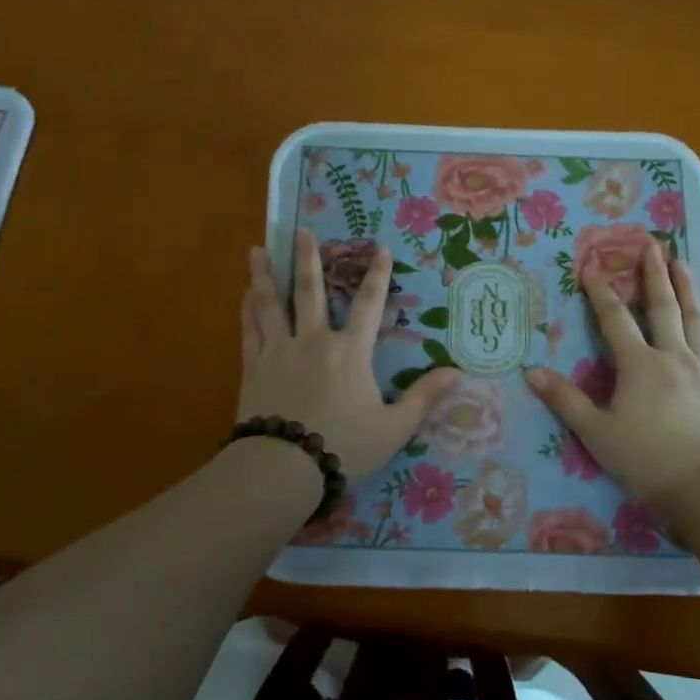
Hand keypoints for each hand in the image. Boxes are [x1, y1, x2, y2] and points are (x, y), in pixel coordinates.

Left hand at [239, 230, 461, 480]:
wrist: (283, 468)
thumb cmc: (344, 446)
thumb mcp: (394, 427)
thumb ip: (423, 397)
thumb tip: (456, 372)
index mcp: (350, 352)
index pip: (369, 305)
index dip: (376, 275)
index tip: (379, 247)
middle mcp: (313, 341)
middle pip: (310, 292)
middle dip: (308, 259)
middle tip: (302, 231)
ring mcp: (279, 352)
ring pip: (271, 305)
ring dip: (265, 275)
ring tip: (256, 250)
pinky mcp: (254, 369)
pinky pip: (250, 332)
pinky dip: (247, 312)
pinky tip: (243, 296)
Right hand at [526, 239, 699, 504]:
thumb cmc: (645, 460)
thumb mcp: (595, 432)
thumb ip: (565, 399)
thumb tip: (531, 371)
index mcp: (639, 364)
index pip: (615, 319)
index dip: (601, 292)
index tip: (592, 265)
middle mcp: (673, 357)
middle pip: (663, 307)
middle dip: (654, 275)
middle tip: (652, 245)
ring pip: (697, 321)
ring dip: (689, 290)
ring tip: (683, 264)